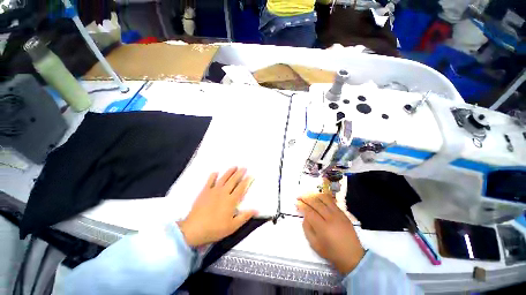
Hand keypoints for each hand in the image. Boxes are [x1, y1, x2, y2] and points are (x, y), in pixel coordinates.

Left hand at [178, 167, 256, 246]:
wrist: (194, 230)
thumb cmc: (215, 229)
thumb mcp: (233, 226)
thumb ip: (245, 216)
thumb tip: (256, 210)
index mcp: (231, 200)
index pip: (241, 188)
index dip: (246, 181)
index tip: (250, 175)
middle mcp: (223, 193)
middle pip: (233, 181)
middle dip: (239, 173)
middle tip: (244, 167)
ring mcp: (213, 191)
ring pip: (223, 178)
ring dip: (229, 172)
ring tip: (234, 166)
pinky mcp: (204, 192)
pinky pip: (209, 181)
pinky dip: (212, 176)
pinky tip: (215, 172)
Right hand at [297, 193, 364, 274]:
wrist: (352, 256)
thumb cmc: (331, 252)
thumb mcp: (314, 244)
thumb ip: (307, 229)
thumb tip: (304, 216)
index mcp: (323, 228)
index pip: (309, 212)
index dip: (302, 206)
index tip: (296, 203)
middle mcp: (330, 218)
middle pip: (316, 203)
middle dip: (306, 198)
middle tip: (299, 196)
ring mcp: (338, 214)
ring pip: (324, 199)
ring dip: (314, 195)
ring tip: (308, 195)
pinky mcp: (343, 213)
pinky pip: (332, 201)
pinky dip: (323, 196)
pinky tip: (318, 197)